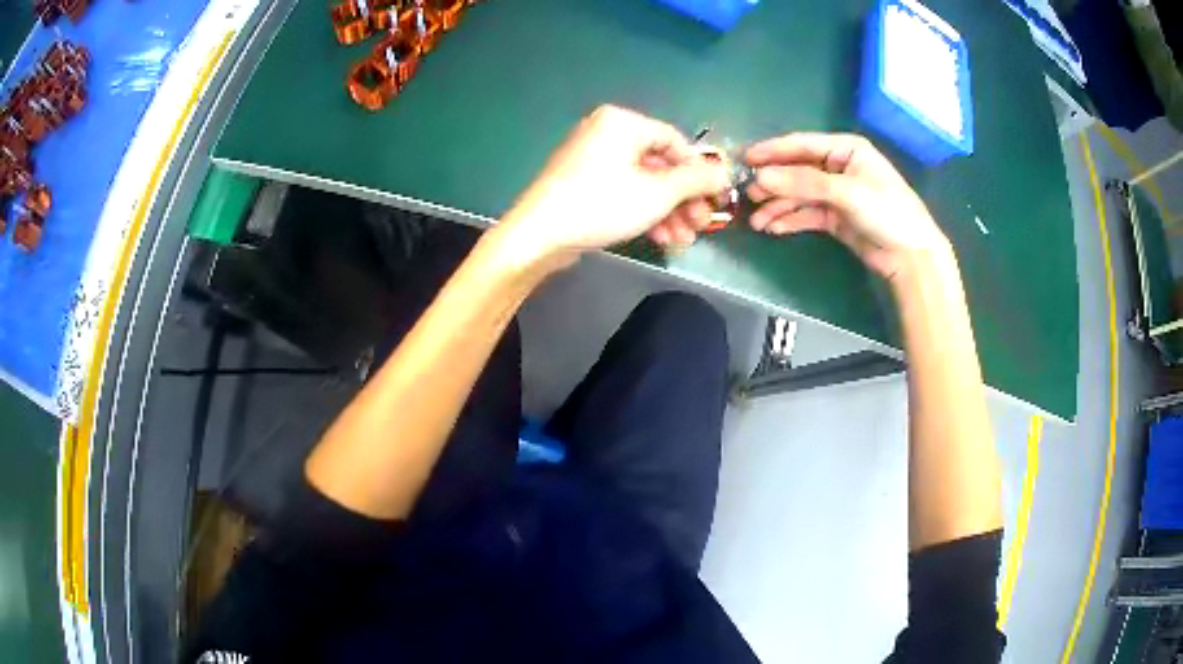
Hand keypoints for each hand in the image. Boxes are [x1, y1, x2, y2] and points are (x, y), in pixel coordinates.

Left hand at [498, 105, 729, 263]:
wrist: (539, 235)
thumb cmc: (602, 204)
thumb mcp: (658, 192)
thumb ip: (695, 180)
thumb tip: (724, 172)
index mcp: (623, 122)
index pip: (675, 141)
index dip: (700, 171)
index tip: (716, 198)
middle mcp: (607, 132)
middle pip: (660, 164)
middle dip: (684, 198)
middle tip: (701, 225)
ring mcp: (592, 158)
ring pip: (643, 181)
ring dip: (668, 211)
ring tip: (683, 240)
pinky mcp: (583, 183)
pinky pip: (623, 190)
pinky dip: (643, 211)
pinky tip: (661, 239)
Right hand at [745, 133, 949, 282]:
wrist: (910, 256)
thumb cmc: (886, 211)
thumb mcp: (846, 192)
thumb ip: (803, 183)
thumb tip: (761, 177)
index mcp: (845, 149)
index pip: (802, 145)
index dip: (773, 151)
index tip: (744, 158)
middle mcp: (837, 167)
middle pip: (797, 170)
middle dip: (773, 183)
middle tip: (748, 195)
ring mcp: (836, 193)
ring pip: (799, 195)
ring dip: (778, 206)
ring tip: (756, 221)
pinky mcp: (835, 218)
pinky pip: (806, 214)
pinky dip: (790, 220)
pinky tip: (773, 228)